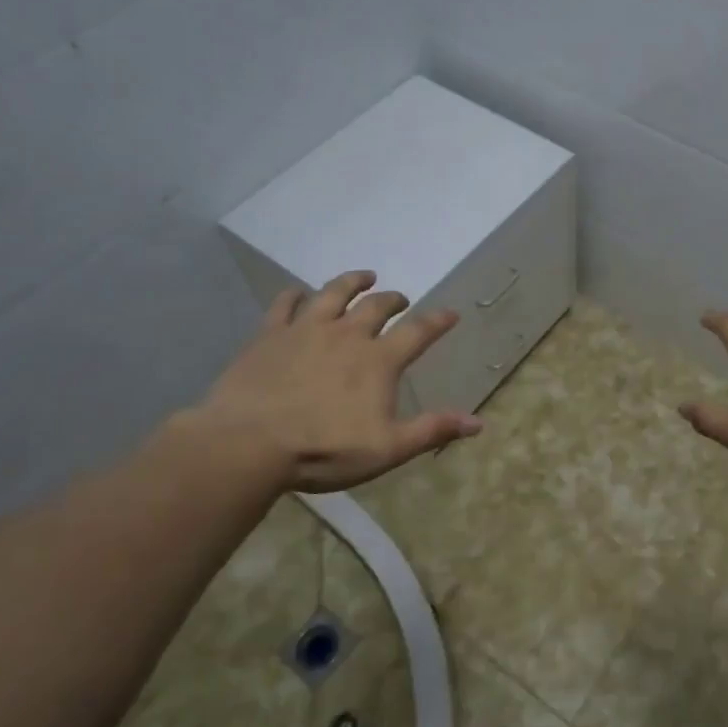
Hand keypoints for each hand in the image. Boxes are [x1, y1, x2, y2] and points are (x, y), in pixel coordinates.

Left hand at [186, 270, 482, 493]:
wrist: (249, 443)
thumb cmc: (324, 449)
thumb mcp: (388, 448)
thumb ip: (432, 430)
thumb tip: (478, 422)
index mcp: (378, 360)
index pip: (418, 332)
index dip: (437, 322)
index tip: (451, 313)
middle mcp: (347, 334)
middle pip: (376, 306)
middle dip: (393, 300)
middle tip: (400, 299)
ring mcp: (306, 330)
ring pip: (334, 293)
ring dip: (352, 283)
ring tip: (363, 277)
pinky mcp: (270, 335)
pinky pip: (284, 305)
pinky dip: (294, 295)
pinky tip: (297, 293)